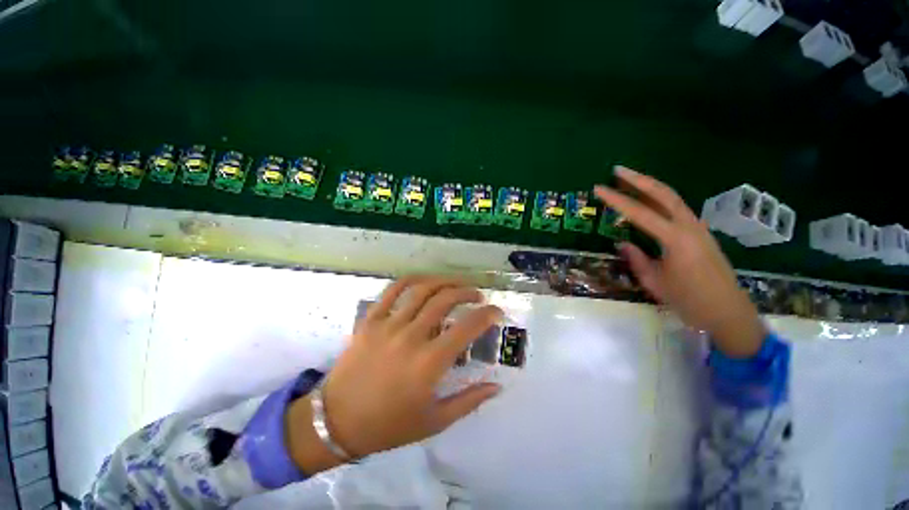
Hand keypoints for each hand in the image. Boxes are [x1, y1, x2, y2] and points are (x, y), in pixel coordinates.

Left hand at [287, 276, 502, 472]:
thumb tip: (496, 386)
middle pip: (445, 300)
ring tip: (456, 284)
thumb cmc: (388, 426)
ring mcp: (388, 325)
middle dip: (467, 292)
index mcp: (429, 362)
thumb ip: (469, 401)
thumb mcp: (434, 421)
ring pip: (422, 289)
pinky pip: (392, 290)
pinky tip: (424, 281)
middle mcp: (411, 337)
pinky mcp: (370, 320)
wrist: (335, 421)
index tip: (496, 312)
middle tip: (477, 296)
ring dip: (444, 282)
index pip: (467, 327)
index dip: (487, 315)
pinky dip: (412, 280)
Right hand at [594, 166, 765, 357]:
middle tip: (617, 171)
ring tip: (629, 180)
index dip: (617, 200)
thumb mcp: (655, 282)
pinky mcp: (701, 233)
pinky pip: (677, 209)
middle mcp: (689, 226)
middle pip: (662, 194)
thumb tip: (622, 243)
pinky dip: (660, 199)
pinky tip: (649, 201)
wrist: (729, 313)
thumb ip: (636, 259)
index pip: (639, 213)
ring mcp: (698, 228)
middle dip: (638, 180)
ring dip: (650, 186)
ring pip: (672, 198)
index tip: (599, 188)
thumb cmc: (689, 301)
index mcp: (675, 239)